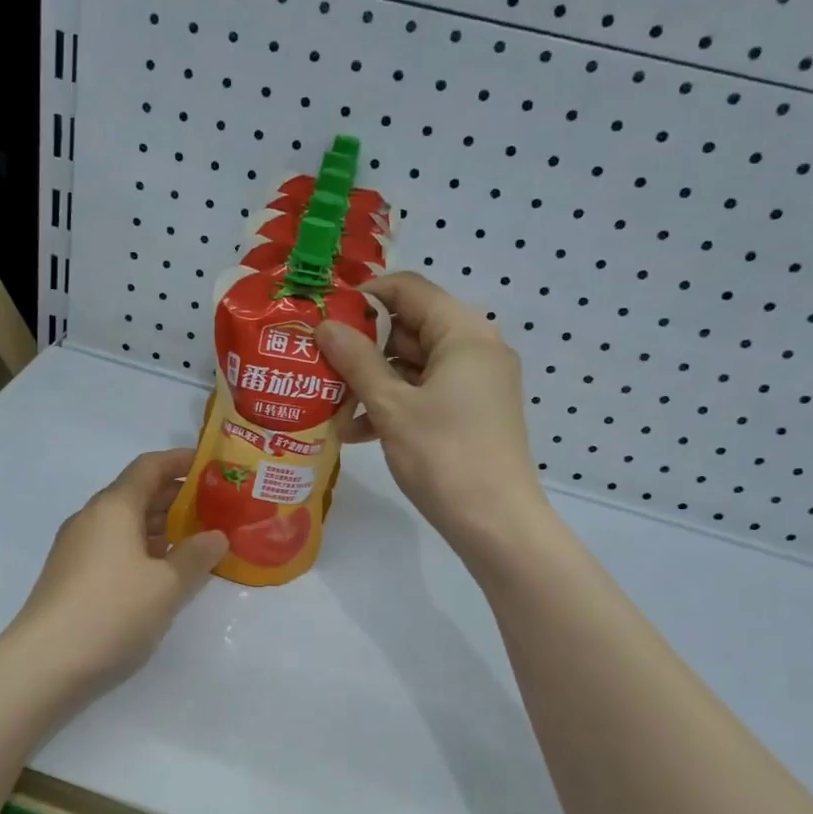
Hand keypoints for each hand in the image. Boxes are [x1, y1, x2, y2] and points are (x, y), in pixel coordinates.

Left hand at [4, 450, 227, 695]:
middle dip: (177, 498)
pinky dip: (145, 550)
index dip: (181, 461)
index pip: (149, 467)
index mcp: (113, 507)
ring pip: (127, 525)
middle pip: (138, 494)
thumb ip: (197, 556)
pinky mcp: (73, 577)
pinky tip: (166, 572)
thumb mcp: (167, 585)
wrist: (45, 664)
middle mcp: (92, 519)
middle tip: (217, 507)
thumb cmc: (112, 611)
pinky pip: (116, 549)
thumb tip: (216, 537)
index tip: (212, 465)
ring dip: (162, 527)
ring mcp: (78, 549)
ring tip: (200, 539)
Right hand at [317, 273, 547, 551]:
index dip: (363, 297)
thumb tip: (324, 326)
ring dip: (371, 382)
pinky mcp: (470, 413)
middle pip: (409, 327)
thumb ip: (356, 361)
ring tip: (330, 406)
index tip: (323, 316)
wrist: (495, 524)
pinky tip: (355, 431)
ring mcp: (475, 383)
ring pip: (413, 365)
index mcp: (464, 333)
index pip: (408, 290)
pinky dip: (392, 404)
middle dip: (362, 347)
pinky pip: (424, 393)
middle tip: (317, 363)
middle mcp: (475, 348)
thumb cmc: (444, 456)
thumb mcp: (391, 406)